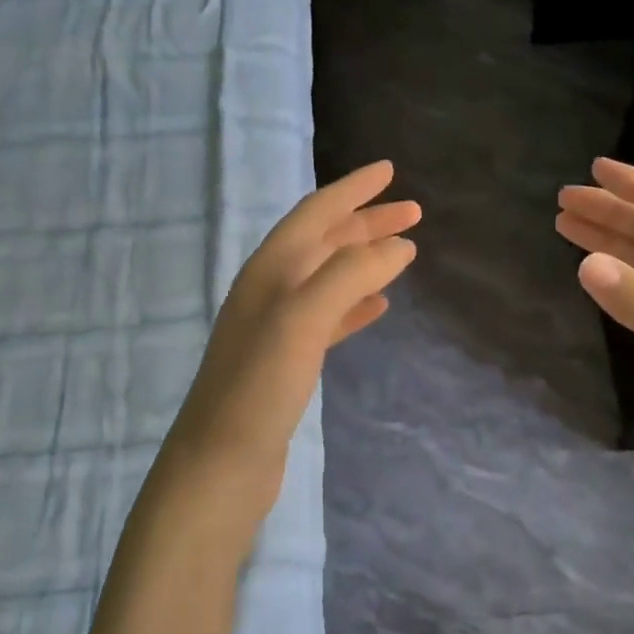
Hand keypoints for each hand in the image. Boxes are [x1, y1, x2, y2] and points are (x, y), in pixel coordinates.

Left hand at [168, 161, 418, 486]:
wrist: (220, 464)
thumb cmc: (259, 386)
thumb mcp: (303, 319)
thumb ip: (350, 275)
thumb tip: (398, 244)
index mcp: (270, 269)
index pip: (315, 213)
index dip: (352, 189)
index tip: (389, 169)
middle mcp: (271, 289)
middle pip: (324, 241)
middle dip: (366, 222)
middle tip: (413, 211)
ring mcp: (278, 326)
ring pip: (329, 277)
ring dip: (364, 259)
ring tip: (404, 252)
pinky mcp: (288, 361)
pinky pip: (329, 317)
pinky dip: (355, 304)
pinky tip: (379, 306)